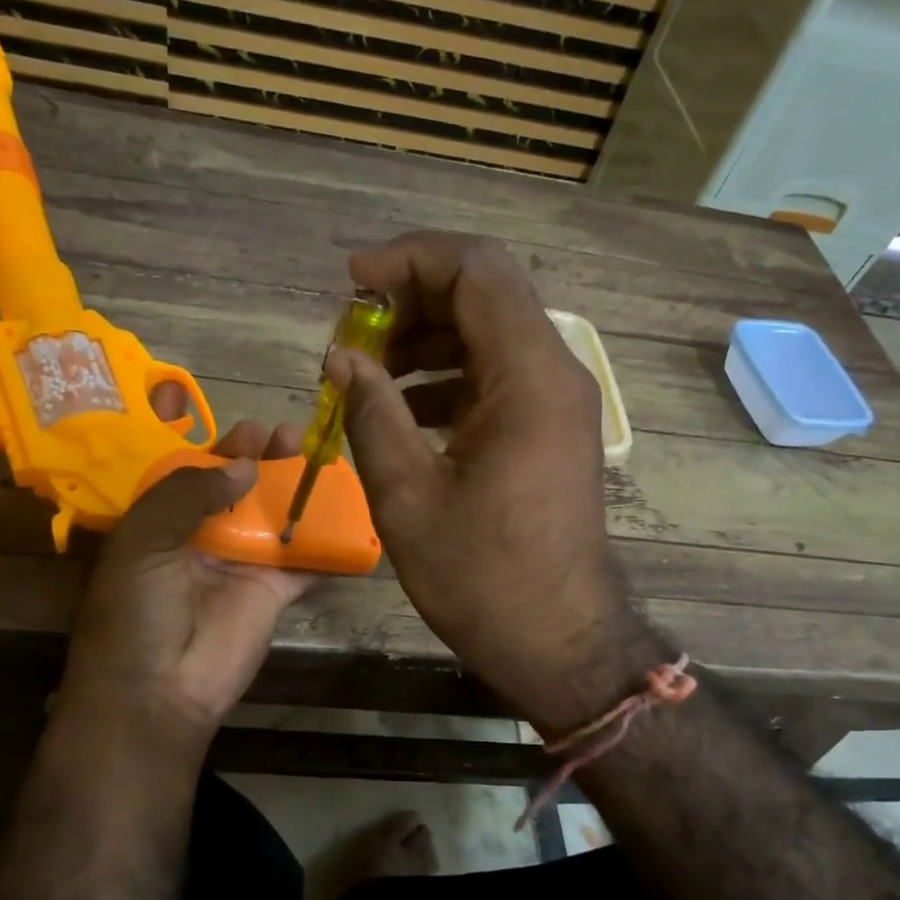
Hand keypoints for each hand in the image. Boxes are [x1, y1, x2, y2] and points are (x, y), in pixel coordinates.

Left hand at [55, 420, 312, 757]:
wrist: (157, 692)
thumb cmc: (136, 612)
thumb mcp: (142, 542)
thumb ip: (186, 493)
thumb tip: (245, 465)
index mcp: (162, 521)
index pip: (192, 471)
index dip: (218, 447)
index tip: (248, 428)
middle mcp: (204, 537)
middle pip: (240, 488)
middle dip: (263, 459)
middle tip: (287, 435)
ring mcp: (242, 564)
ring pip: (276, 517)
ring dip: (297, 489)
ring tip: (319, 458)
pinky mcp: (274, 592)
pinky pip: (306, 561)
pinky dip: (329, 543)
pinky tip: (351, 512)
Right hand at [330, 232, 665, 732]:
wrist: (557, 640)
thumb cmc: (482, 577)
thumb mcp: (408, 496)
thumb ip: (372, 413)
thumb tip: (342, 357)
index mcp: (529, 378)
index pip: (476, 270)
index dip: (408, 260)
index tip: (351, 283)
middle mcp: (555, 374)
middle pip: (484, 295)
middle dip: (410, 302)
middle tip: (352, 340)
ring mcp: (557, 404)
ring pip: (488, 336)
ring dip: (425, 342)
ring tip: (366, 378)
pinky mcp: (549, 432)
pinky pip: (495, 380)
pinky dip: (446, 381)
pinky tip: (401, 414)